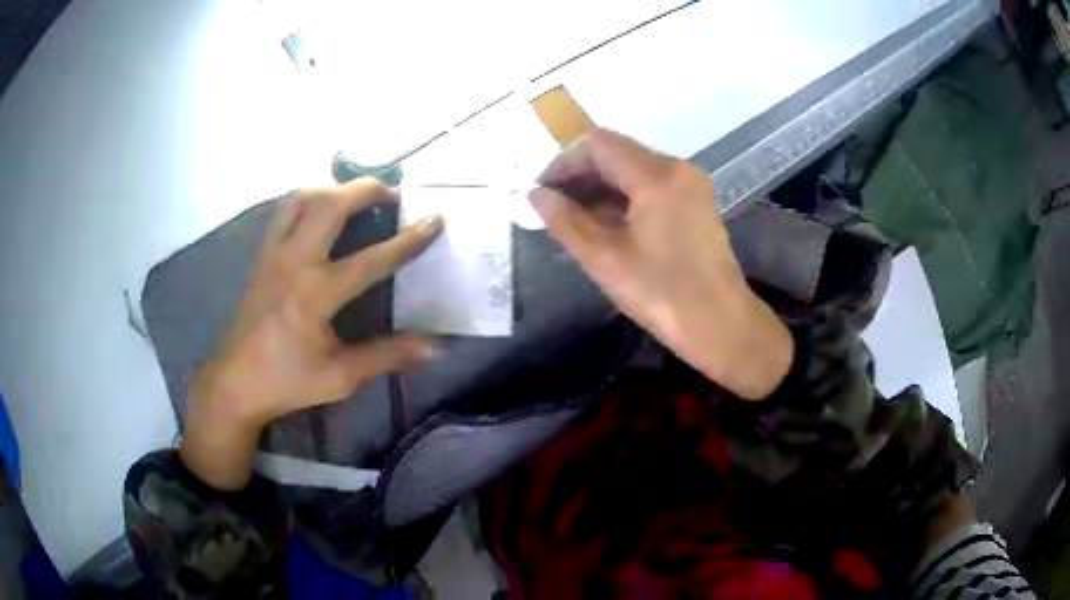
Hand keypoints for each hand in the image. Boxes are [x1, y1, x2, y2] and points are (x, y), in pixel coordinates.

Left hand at [182, 179, 441, 489]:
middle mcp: (293, 263)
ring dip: (333, 188)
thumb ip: (386, 355)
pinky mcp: (262, 256)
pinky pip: (285, 211)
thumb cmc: (287, 381)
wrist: (235, 382)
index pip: (371, 259)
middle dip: (365, 189)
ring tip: (356, 196)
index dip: (407, 239)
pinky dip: (308, 200)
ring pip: (301, 198)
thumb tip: (435, 348)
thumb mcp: (340, 377)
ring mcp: (273, 254)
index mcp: (315, 295)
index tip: (435, 218)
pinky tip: (321, 212)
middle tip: (392, 194)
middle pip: (329, 205)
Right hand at [529, 128, 792, 399]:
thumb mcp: (605, 259)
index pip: (598, 145)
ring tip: (573, 219)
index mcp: (657, 175)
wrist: (722, 325)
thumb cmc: (663, 295)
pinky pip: (651, 186)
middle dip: (580, 175)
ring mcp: (690, 185)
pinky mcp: (695, 203)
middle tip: (552, 207)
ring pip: (633, 169)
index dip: (563, 162)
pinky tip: (605, 224)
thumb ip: (565, 221)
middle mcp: (677, 168)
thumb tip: (536, 195)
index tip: (541, 192)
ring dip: (600, 187)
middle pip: (617, 153)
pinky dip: (623, 198)